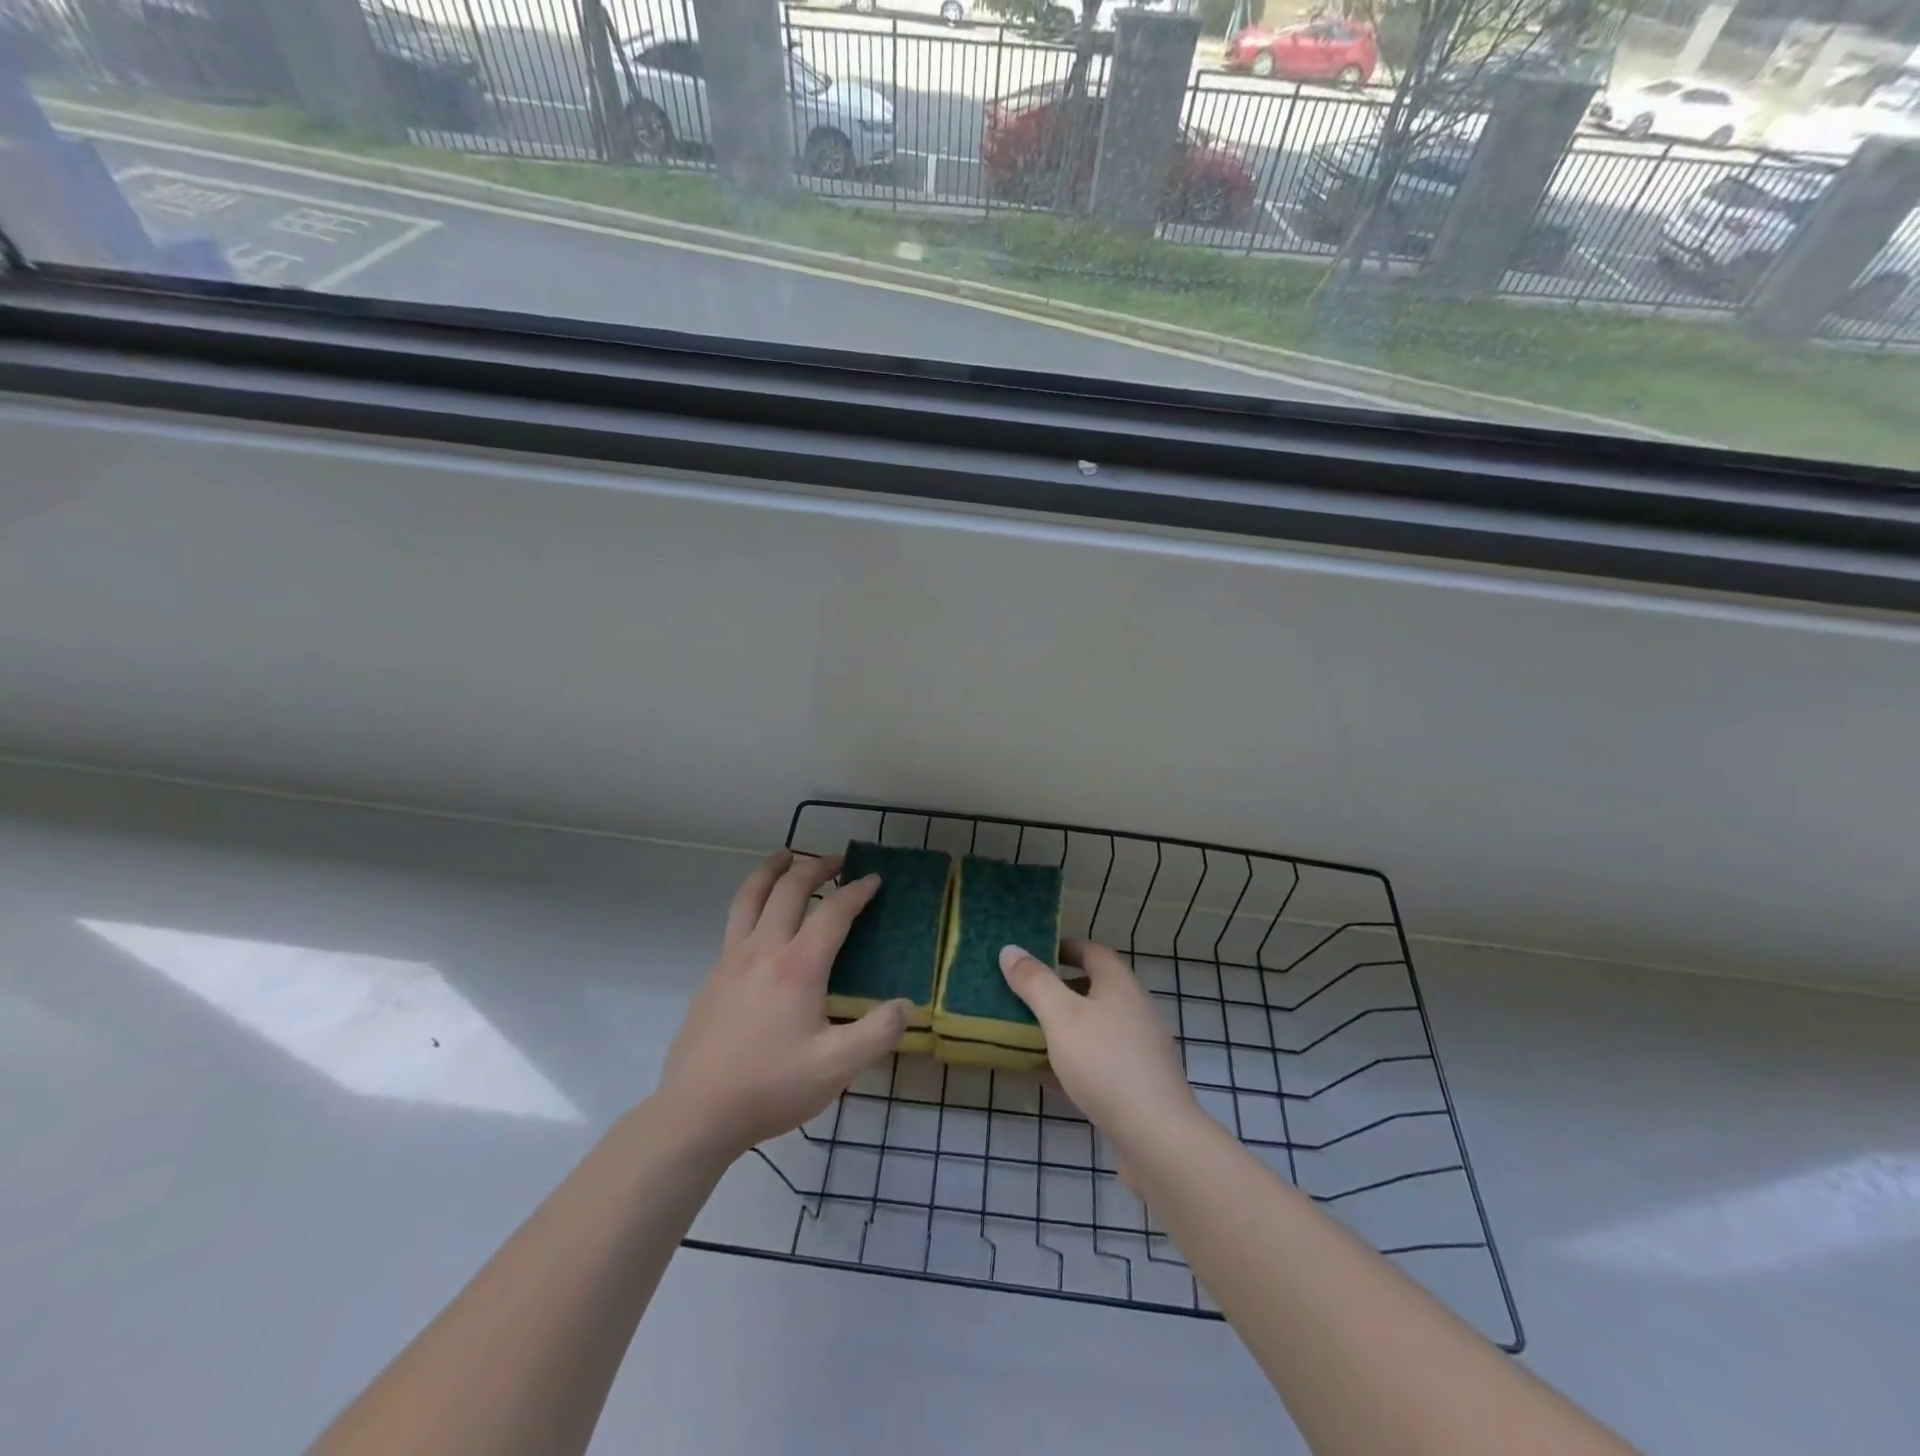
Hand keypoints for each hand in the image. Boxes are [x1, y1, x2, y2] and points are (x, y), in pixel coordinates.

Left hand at [656, 850, 909, 1159]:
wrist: (695, 1114)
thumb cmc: (770, 1088)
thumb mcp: (835, 1069)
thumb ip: (877, 1033)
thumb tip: (908, 1005)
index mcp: (798, 967)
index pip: (833, 912)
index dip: (857, 892)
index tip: (874, 879)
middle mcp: (763, 950)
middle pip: (788, 890)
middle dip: (815, 867)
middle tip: (836, 860)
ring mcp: (731, 961)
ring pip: (750, 896)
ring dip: (772, 870)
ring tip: (785, 856)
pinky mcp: (712, 977)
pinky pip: (735, 922)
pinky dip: (753, 902)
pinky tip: (760, 920)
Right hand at [999, 939, 1201, 1159]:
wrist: (1156, 1135)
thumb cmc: (1105, 1063)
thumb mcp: (1061, 1017)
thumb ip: (1034, 982)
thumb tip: (1010, 949)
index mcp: (1120, 985)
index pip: (1092, 951)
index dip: (1063, 947)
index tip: (1033, 953)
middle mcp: (1134, 1009)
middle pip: (1093, 988)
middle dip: (1058, 989)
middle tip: (1023, 994)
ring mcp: (1139, 1047)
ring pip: (1094, 1026)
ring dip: (1063, 1027)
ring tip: (1027, 1033)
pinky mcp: (1137, 1082)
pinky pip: (1098, 1060)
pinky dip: (1072, 1061)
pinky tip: (1045, 1076)